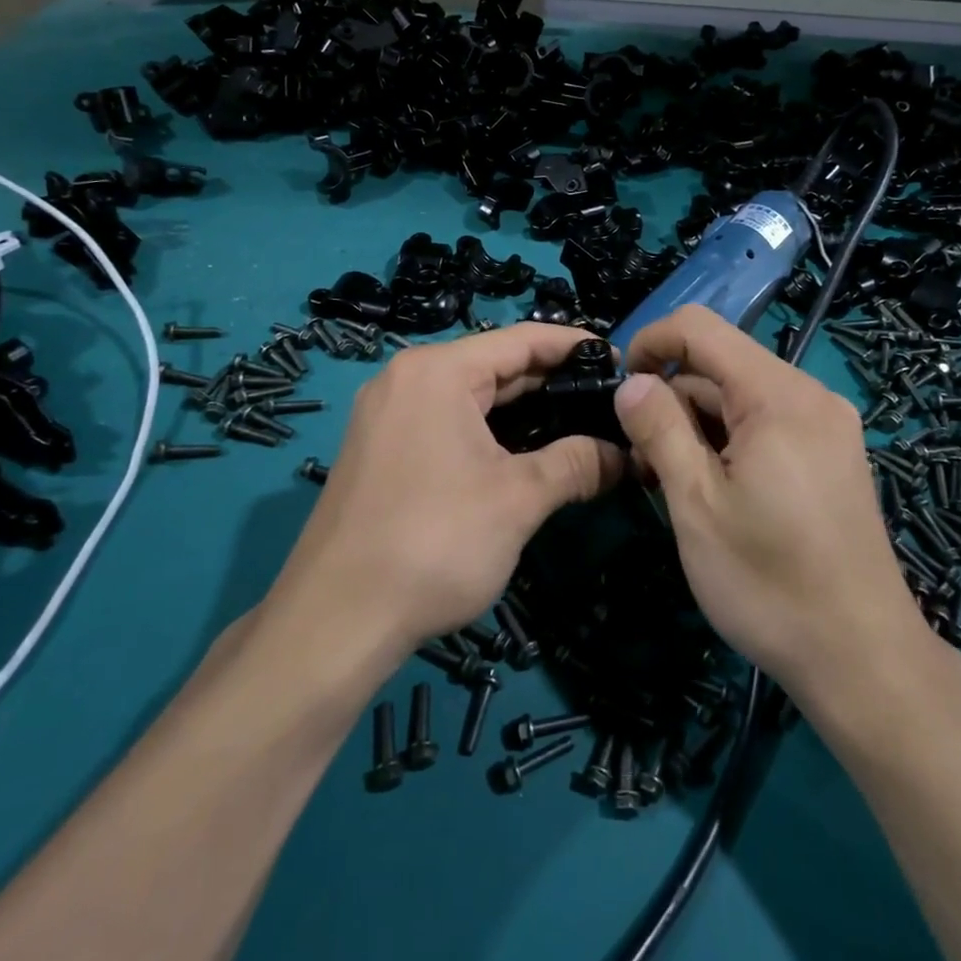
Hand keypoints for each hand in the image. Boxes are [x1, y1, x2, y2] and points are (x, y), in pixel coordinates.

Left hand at [269, 323, 624, 657]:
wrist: (335, 621)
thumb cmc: (434, 542)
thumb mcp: (518, 500)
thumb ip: (576, 464)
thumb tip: (625, 455)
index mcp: (437, 371)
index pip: (521, 339)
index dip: (573, 345)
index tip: (618, 359)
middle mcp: (407, 379)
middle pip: (494, 365)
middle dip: (552, 383)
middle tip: (608, 401)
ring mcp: (388, 414)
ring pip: (471, 397)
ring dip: (523, 411)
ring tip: (579, 425)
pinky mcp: (381, 450)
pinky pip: (447, 422)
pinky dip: (489, 432)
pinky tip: (525, 452)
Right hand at [612, 306, 927, 694]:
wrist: (863, 660)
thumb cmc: (769, 583)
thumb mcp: (697, 504)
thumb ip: (659, 430)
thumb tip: (630, 383)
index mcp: (778, 396)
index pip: (700, 328)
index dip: (651, 343)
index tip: (620, 389)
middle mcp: (809, 396)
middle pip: (720, 365)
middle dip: (671, 399)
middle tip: (642, 461)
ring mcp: (826, 426)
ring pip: (739, 398)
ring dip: (696, 426)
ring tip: (670, 484)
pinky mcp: (831, 455)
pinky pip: (766, 423)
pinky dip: (728, 442)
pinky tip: (711, 489)